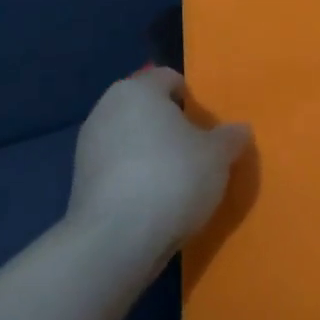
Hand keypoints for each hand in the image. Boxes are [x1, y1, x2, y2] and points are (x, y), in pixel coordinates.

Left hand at [68, 69, 250, 265]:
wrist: (115, 241)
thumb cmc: (172, 178)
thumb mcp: (218, 156)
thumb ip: (230, 137)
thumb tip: (239, 130)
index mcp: (138, 89)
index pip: (169, 78)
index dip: (192, 99)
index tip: (208, 126)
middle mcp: (106, 109)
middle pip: (147, 109)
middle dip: (170, 127)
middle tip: (197, 152)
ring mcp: (88, 147)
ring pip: (131, 141)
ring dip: (152, 154)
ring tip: (178, 183)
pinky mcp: (80, 184)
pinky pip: (118, 170)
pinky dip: (135, 179)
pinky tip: (155, 203)